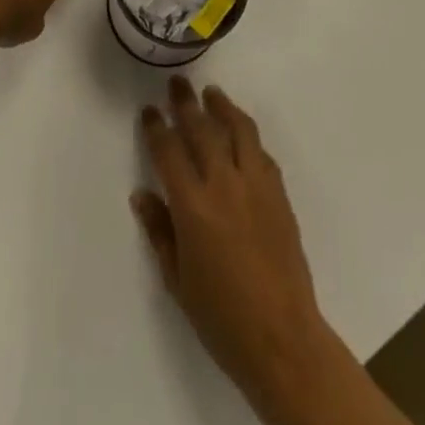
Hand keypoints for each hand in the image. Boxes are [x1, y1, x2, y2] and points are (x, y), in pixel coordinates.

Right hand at [133, 79, 341, 424]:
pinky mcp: (279, 195)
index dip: (156, 127)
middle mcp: (223, 185)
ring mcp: (256, 186)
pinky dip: (248, 136)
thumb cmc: (222, 318)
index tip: (149, 111)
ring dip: (222, 107)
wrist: (283, 341)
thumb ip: (159, 231)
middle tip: (177, 83)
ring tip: (211, 93)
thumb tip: (141, 195)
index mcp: (192, 206)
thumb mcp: (178, 280)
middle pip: (202, 129)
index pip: (168, 151)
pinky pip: (261, 153)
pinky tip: (241, 133)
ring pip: (238, 129)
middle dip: (185, 103)